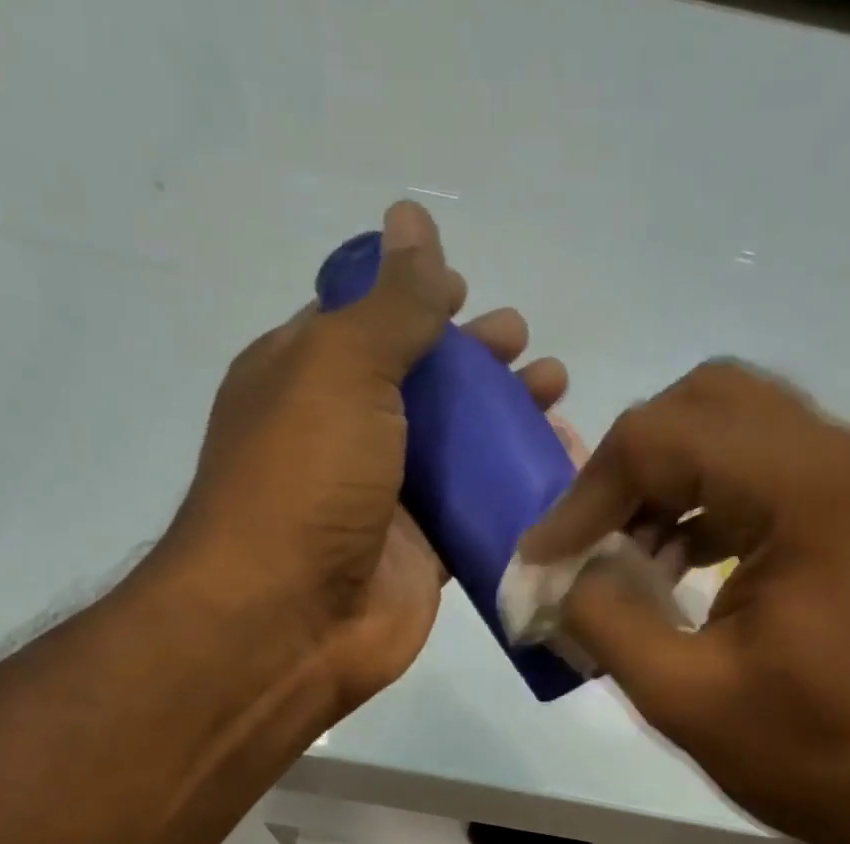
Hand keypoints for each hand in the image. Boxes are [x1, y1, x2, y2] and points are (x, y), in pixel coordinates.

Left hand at [156, 201, 569, 718]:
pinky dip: (514, 487)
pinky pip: (475, 509)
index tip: (467, 290)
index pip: (363, 322)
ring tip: (556, 396)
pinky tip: (558, 465)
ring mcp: (385, 500)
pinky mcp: (423, 554)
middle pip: (420, 385)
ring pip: (455, 449)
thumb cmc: (305, 481)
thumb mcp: (342, 369)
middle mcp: (343, 436)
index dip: (414, 301)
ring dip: (505, 421)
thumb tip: (412, 217)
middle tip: (526, 348)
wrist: (290, 620)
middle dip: (476, 362)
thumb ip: (390, 302)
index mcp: (304, 379)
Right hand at [519, 361, 849, 843]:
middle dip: (626, 468)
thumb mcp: (684, 695)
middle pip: (704, 404)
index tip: (542, 563)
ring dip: (665, 485)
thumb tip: (559, 575)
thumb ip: (604, 616)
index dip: (583, 497)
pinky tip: (675, 570)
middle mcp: (843, 458)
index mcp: (807, 490)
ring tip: (624, 563)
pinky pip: (766, 475)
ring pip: (736, 432)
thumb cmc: (817, 756)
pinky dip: (705, 505)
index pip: (661, 438)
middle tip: (586, 539)